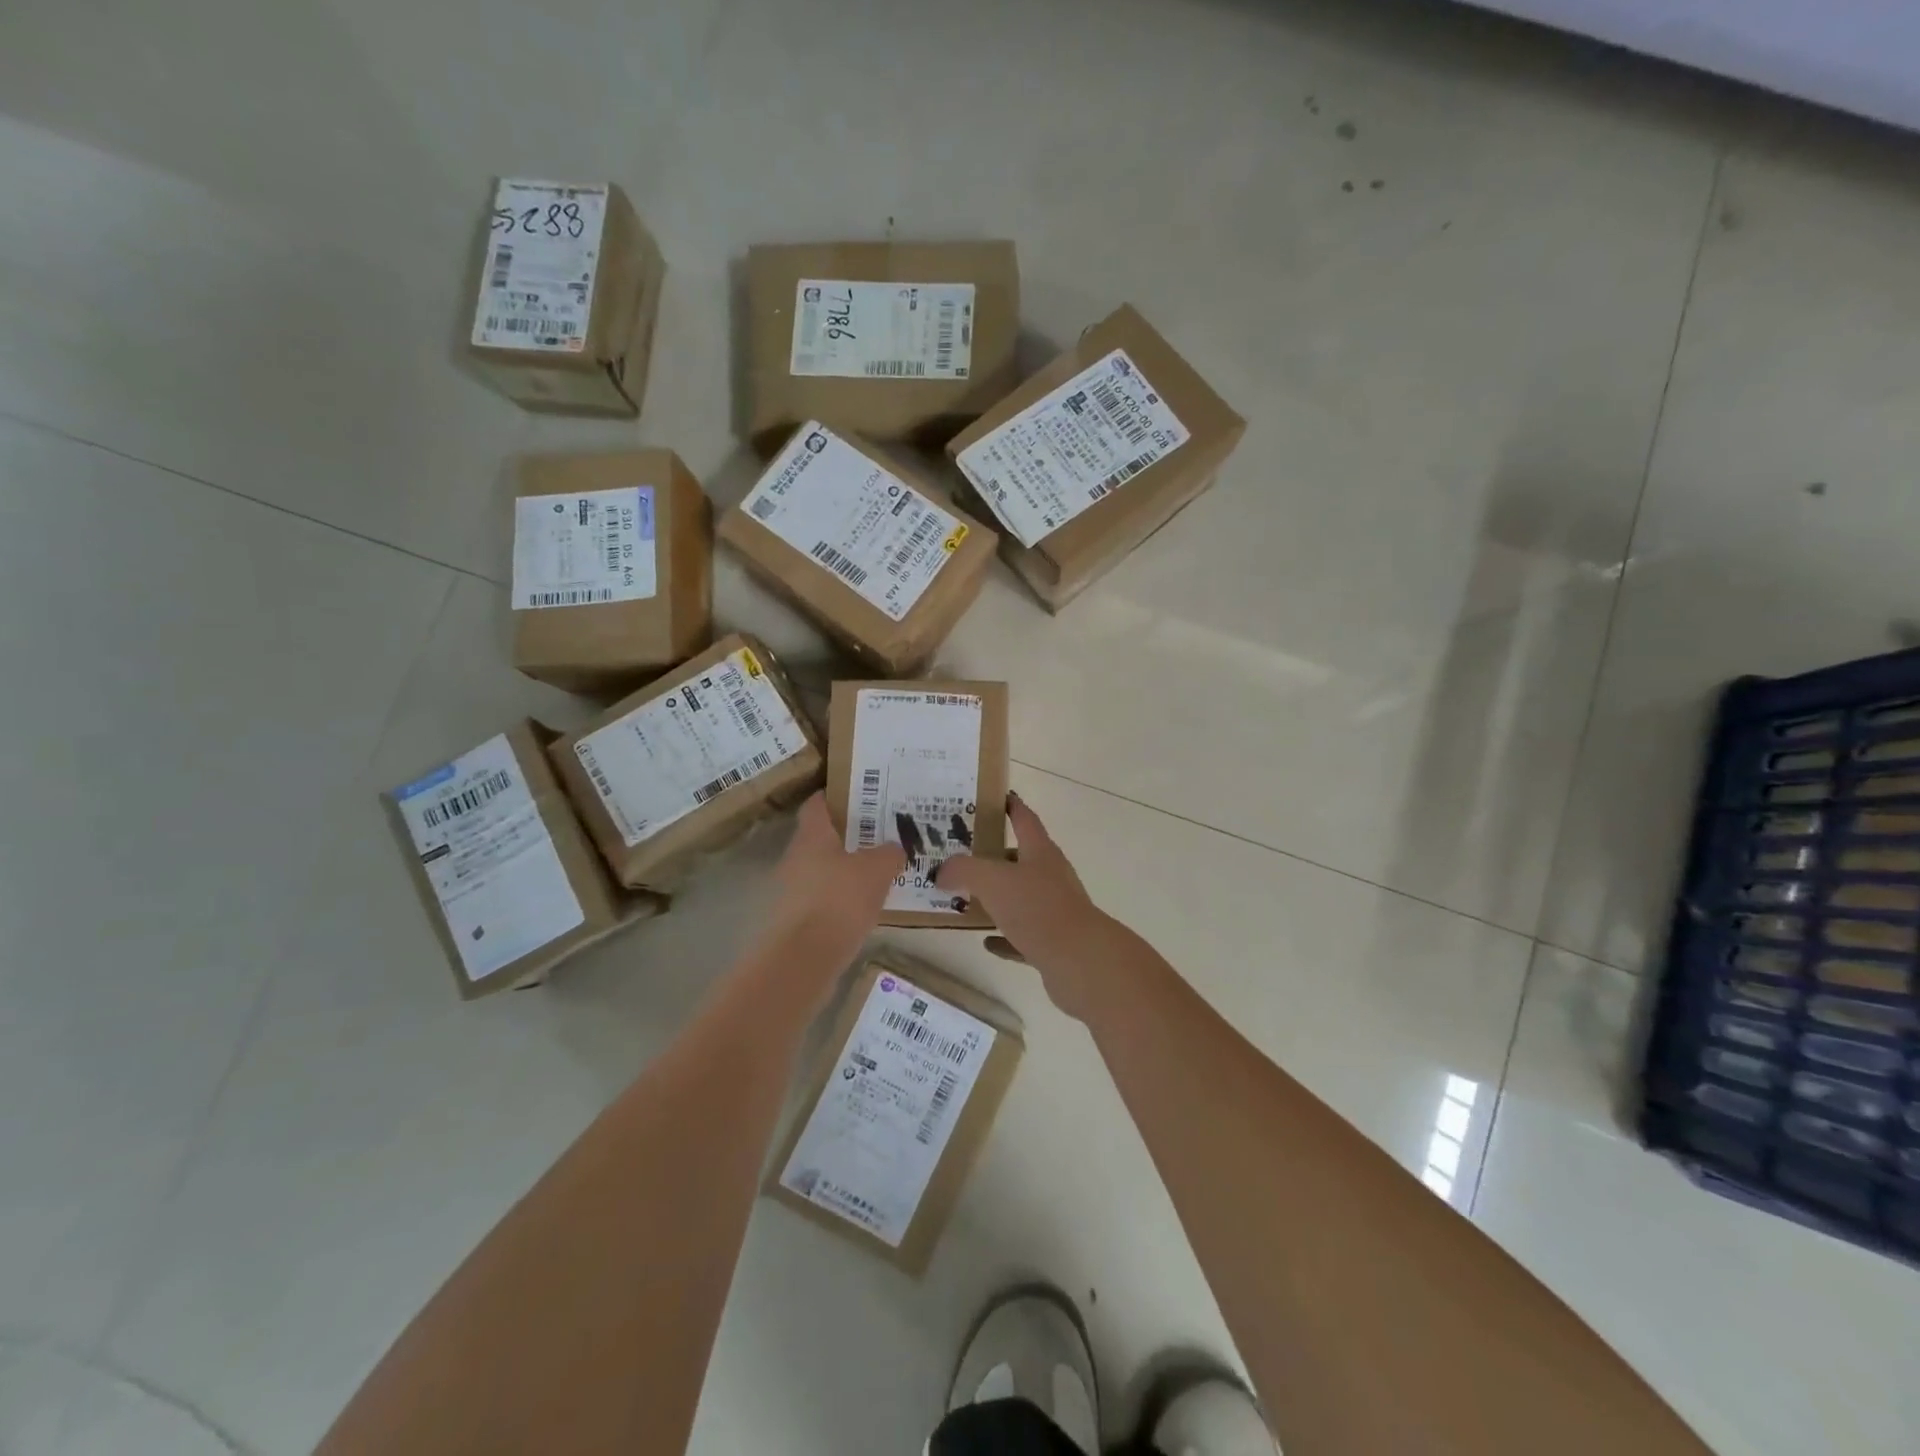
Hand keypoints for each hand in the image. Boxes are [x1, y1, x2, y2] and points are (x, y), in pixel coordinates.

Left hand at [757, 793, 904, 981]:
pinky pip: (823, 898)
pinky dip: (842, 897)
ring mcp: (792, 890)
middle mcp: (796, 857)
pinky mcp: (795, 919)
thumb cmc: (840, 901)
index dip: (837, 796)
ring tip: (880, 870)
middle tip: (881, 833)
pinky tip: (866, 905)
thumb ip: (889, 853)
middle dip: (850, 835)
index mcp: (812, 835)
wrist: (804, 960)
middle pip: (822, 837)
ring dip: (847, 868)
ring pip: (823, 869)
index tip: (862, 794)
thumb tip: (895, 848)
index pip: (818, 803)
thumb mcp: (877, 870)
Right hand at [935, 793, 1127, 1020]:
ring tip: (967, 898)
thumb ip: (962, 870)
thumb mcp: (991, 880)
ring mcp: (1055, 910)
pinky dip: (1005, 937)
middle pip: (1022, 859)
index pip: (1024, 819)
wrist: (1080, 961)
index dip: (1011, 806)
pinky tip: (986, 941)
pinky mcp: (1054, 943)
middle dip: (995, 856)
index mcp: (1040, 852)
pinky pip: (1023, 935)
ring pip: (1021, 898)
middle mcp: (1051, 876)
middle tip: (962, 856)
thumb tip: (941, 872)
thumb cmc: (1037, 908)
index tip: (997, 797)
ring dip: (998, 898)